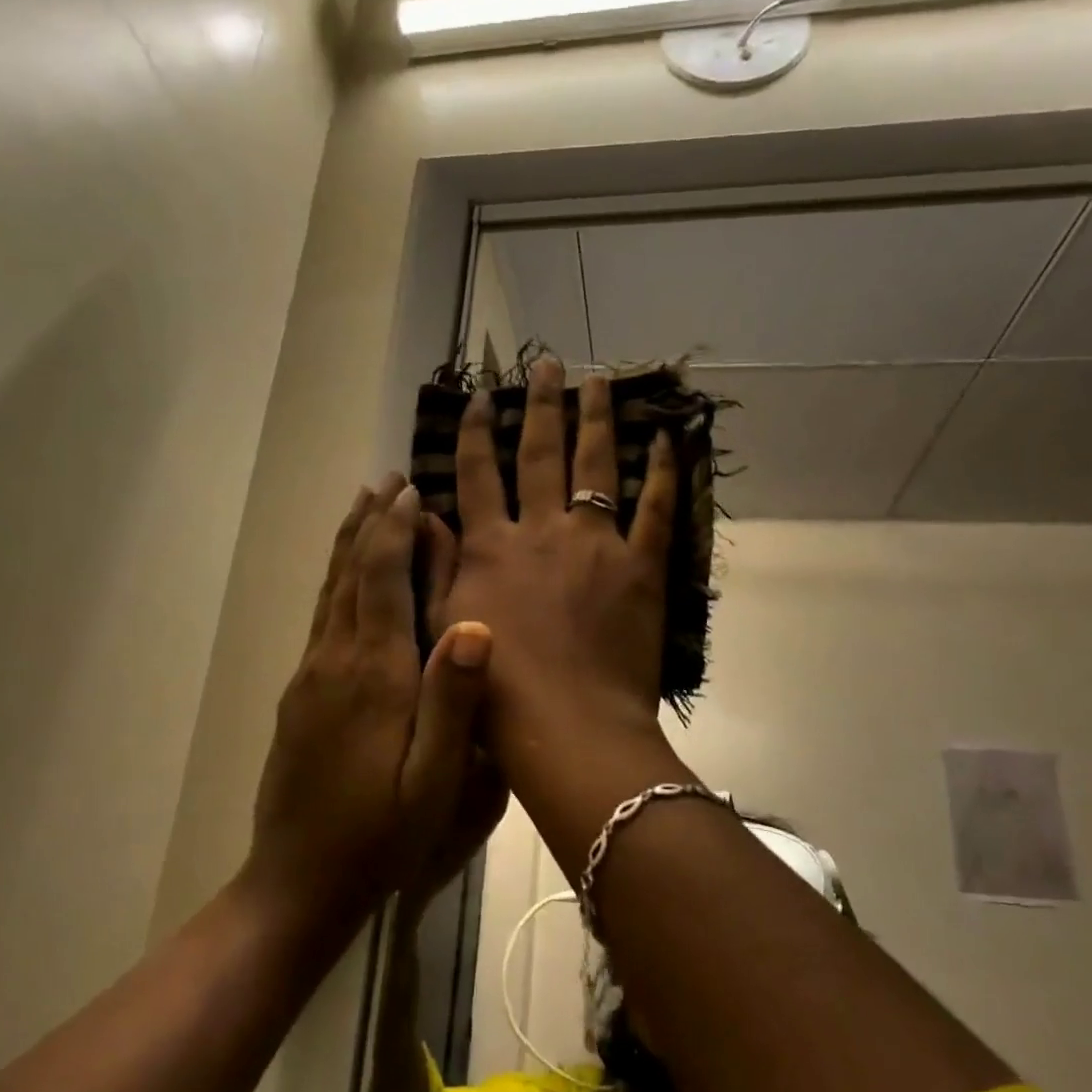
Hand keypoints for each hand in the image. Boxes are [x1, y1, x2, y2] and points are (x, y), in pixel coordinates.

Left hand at [247, 475, 494, 921]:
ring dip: (347, 544)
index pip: (381, 581)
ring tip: (361, 506)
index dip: (394, 532)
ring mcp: (311, 675)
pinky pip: (320, 617)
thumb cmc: (381, 834)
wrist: (299, 878)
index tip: (410, 492)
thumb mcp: (435, 780)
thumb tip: (476, 623)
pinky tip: (343, 576)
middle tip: (386, 481)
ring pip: (329, 591)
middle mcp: (336, 660)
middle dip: (368, 523)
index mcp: (375, 674)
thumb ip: (453, 699)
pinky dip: (334, 580)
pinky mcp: (300, 693)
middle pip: (349, 573)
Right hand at [438, 358, 677, 752]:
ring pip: (595, 466)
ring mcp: (595, 544)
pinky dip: (663, 472)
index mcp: (491, 548)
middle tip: (548, 363)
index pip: (477, 475)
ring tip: (597, 381)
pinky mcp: (641, 567)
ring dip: (595, 419)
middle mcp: (542, 531)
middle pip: (539, 454)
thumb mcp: (442, 629)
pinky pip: (656, 509)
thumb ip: (434, 570)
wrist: (568, 729)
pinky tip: (665, 440)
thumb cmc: (497, 693)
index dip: (475, 432)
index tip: (479, 396)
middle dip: (540, 405)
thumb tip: (426, 516)